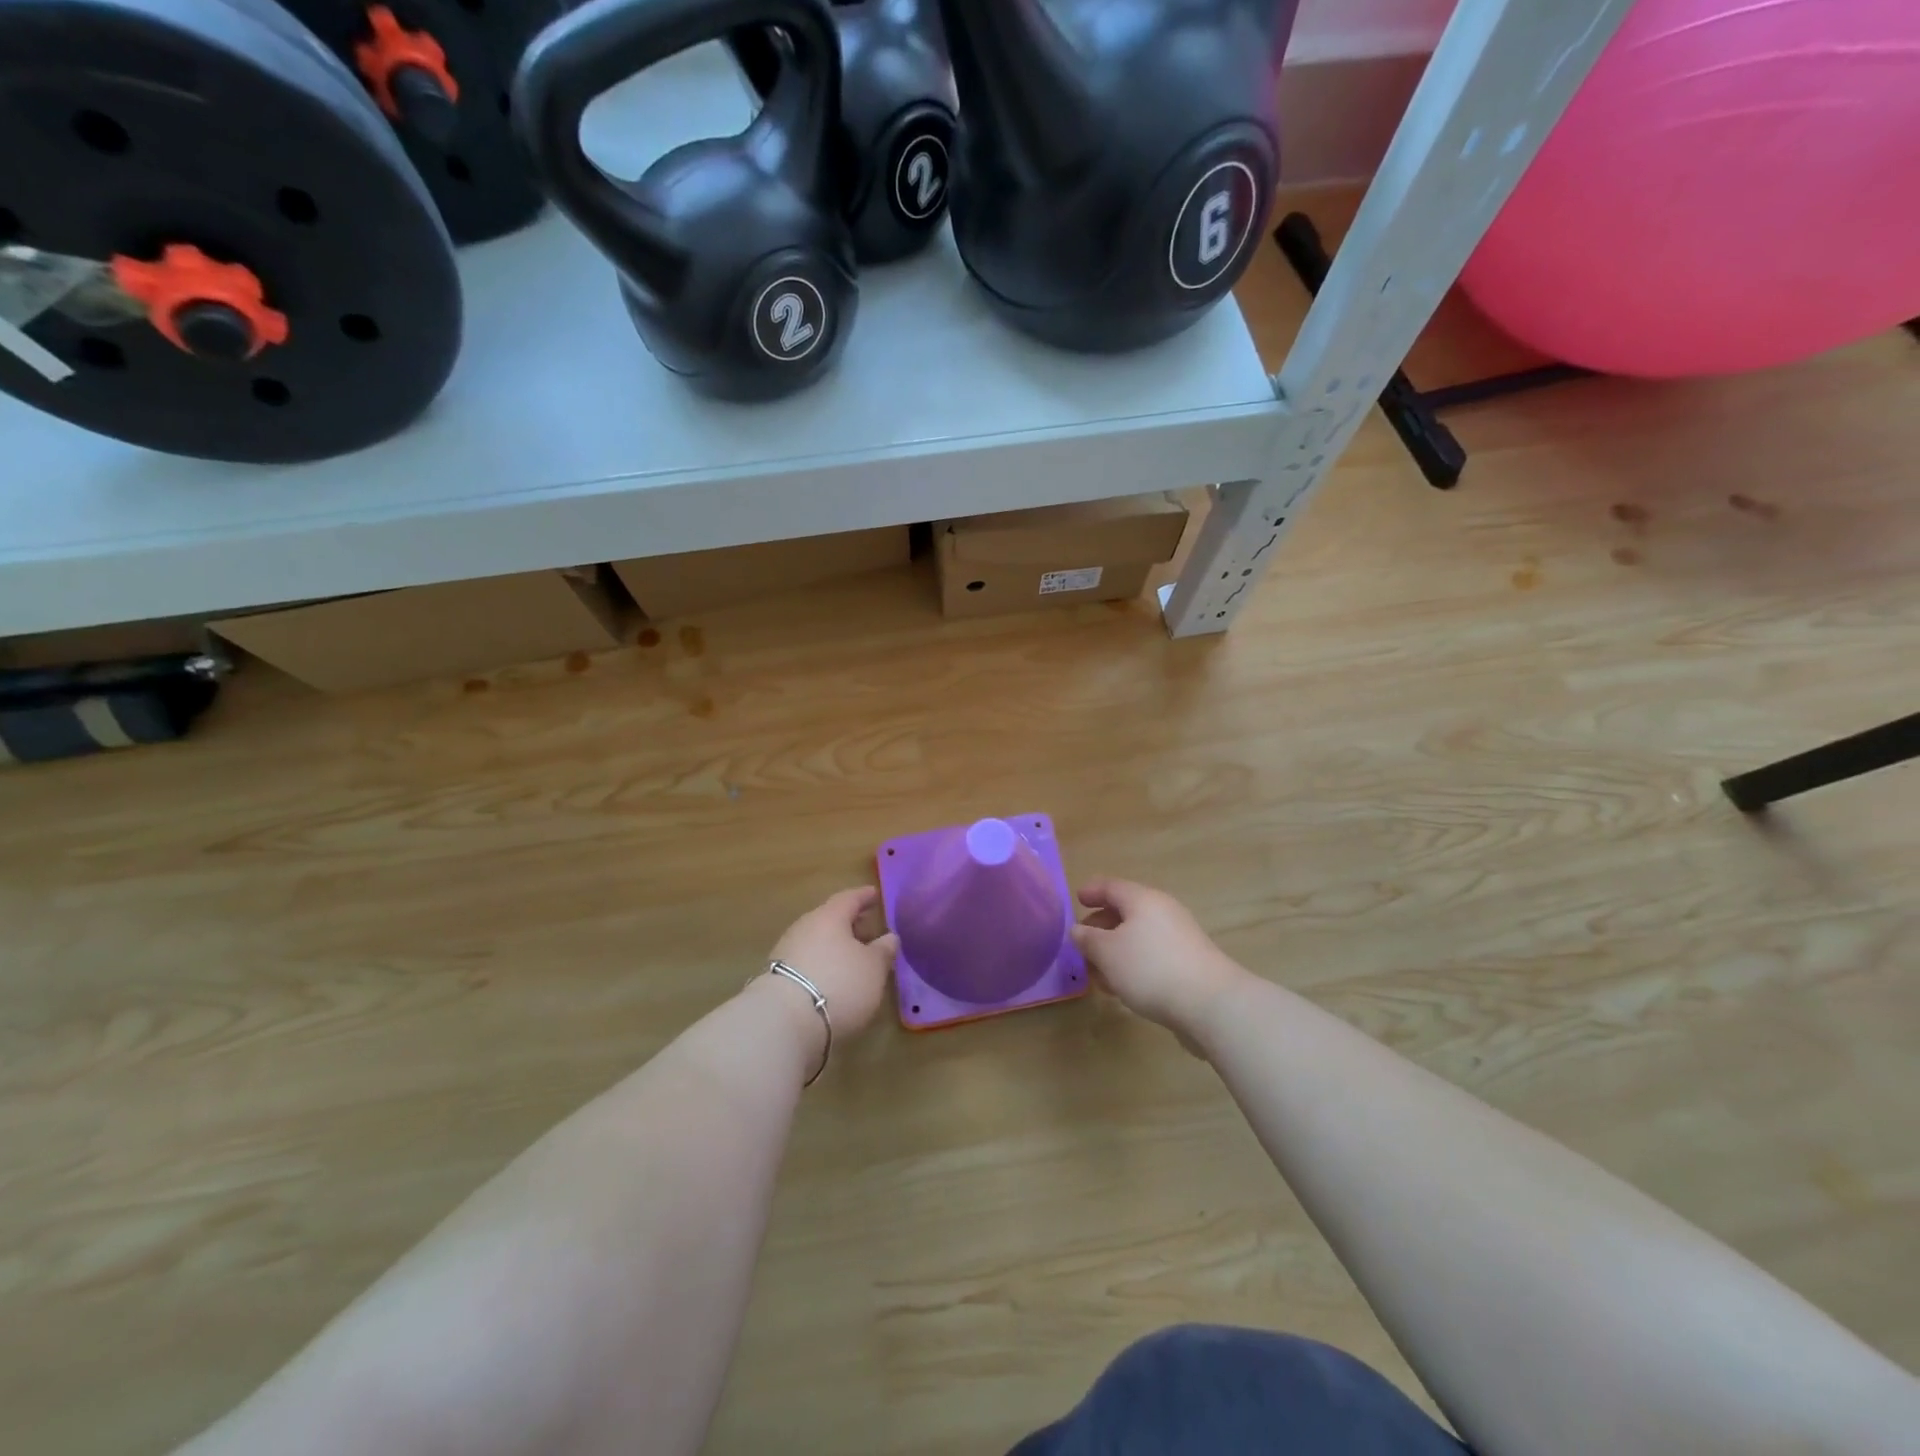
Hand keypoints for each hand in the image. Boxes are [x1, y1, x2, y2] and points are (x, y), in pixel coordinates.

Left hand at [767, 886, 898, 1039]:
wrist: (783, 1021)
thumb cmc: (839, 984)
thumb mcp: (873, 968)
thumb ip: (883, 951)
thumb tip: (889, 937)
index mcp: (830, 916)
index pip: (850, 898)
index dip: (864, 896)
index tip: (875, 894)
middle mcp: (805, 927)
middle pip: (831, 920)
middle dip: (851, 924)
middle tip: (868, 930)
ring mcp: (787, 952)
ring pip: (818, 942)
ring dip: (836, 948)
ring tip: (854, 960)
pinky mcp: (778, 978)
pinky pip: (807, 962)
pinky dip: (823, 966)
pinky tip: (833, 980)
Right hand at [1071, 878, 1246, 1037]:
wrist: (1210, 1003)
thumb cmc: (1150, 968)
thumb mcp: (1107, 953)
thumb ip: (1088, 939)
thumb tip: (1079, 930)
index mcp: (1142, 900)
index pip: (1111, 886)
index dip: (1092, 891)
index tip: (1077, 899)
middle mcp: (1163, 911)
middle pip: (1126, 912)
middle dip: (1101, 928)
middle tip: (1082, 945)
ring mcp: (1180, 937)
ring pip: (1139, 937)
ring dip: (1116, 952)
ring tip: (1099, 974)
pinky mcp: (1189, 963)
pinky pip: (1153, 955)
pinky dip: (1134, 965)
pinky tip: (1124, 988)